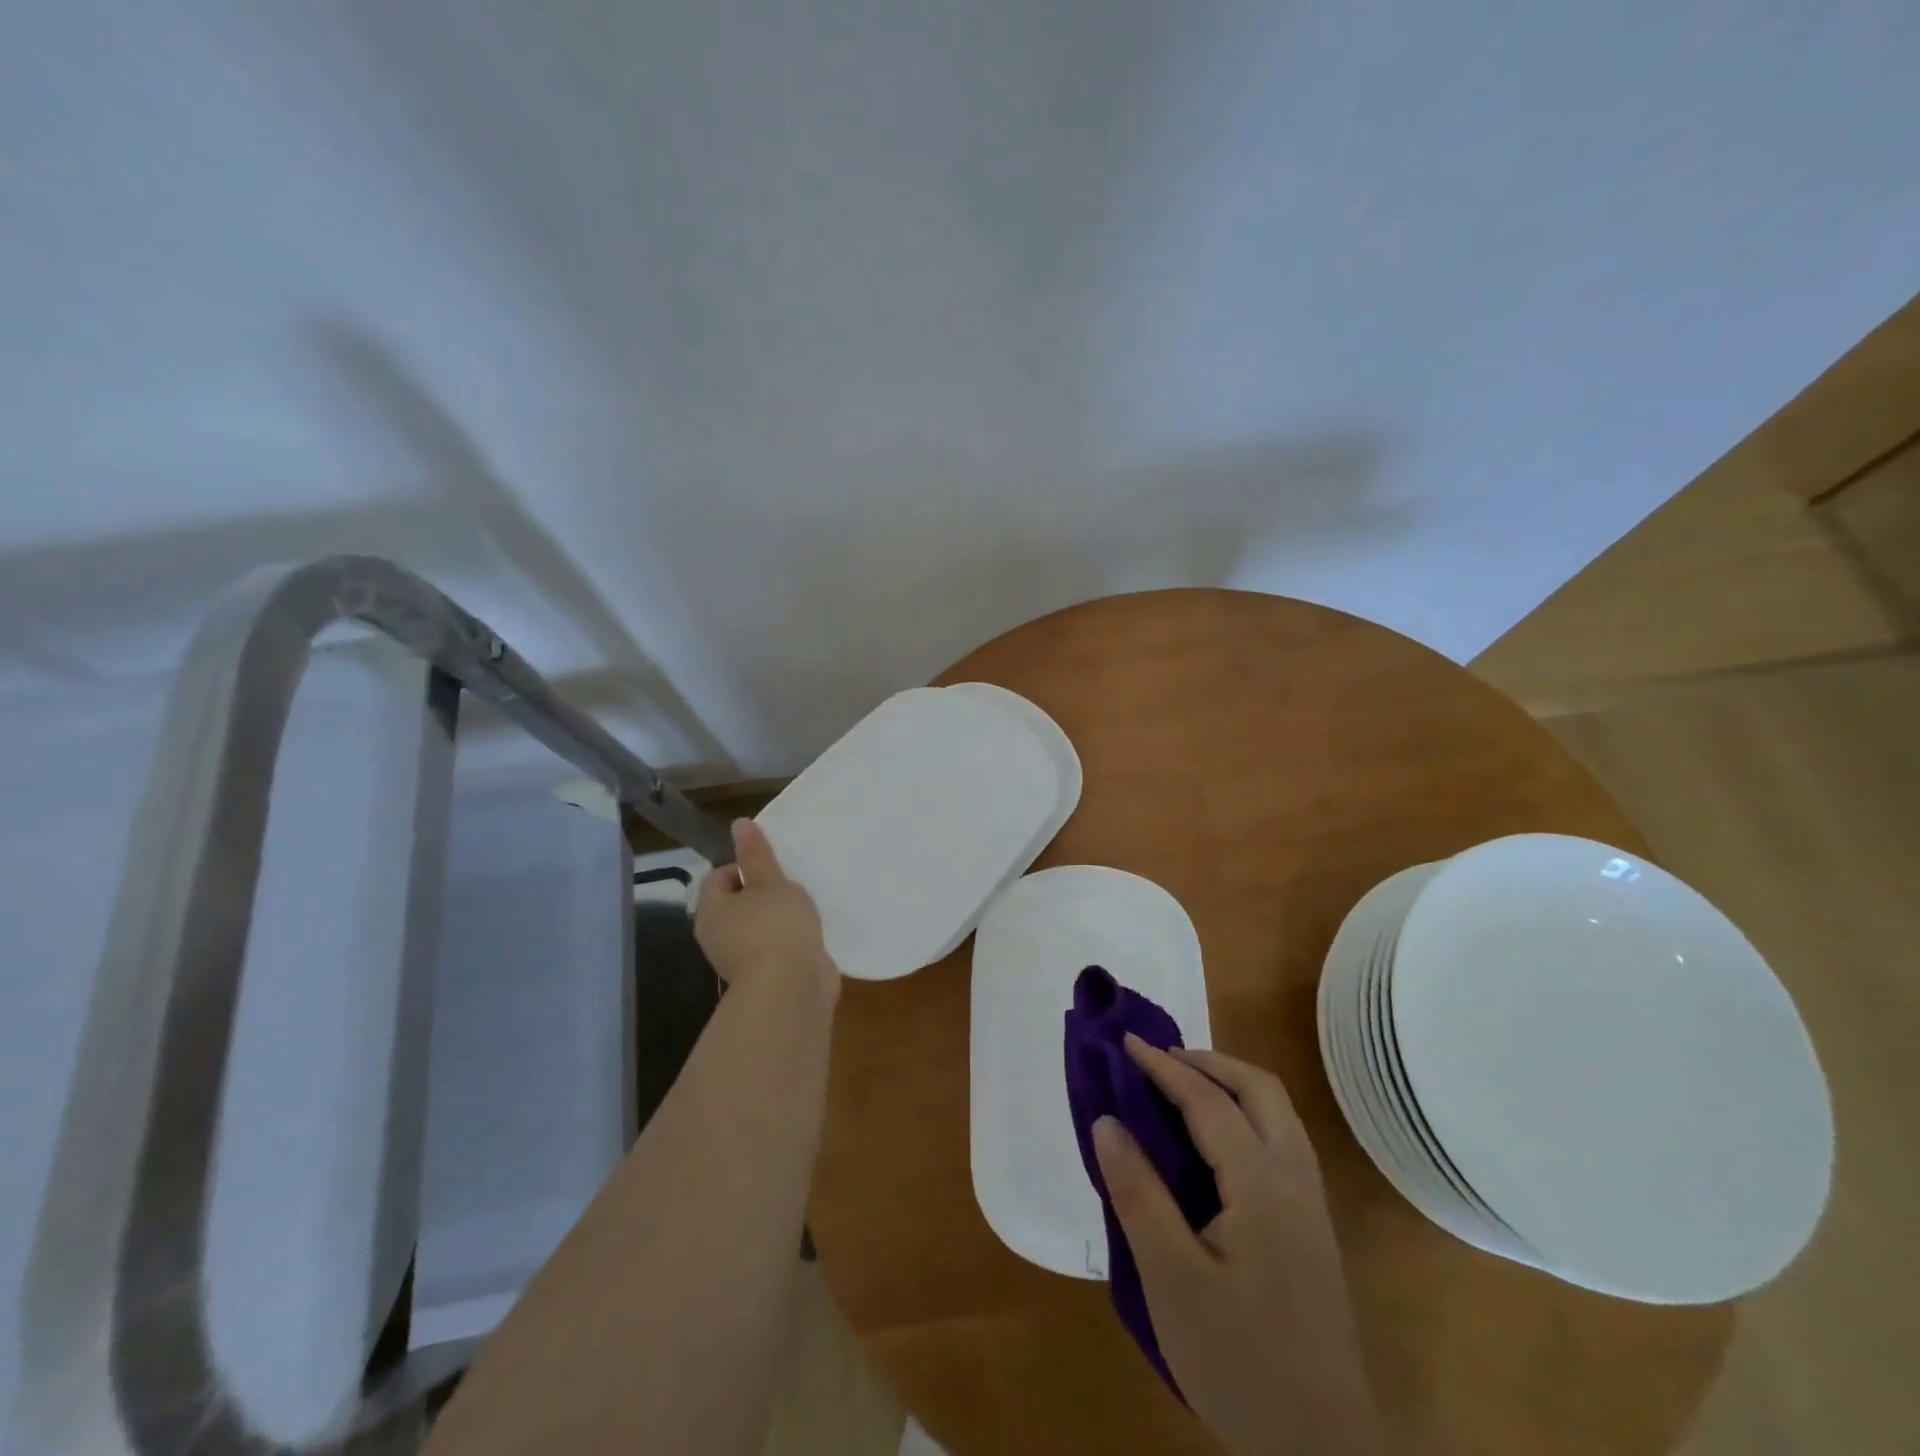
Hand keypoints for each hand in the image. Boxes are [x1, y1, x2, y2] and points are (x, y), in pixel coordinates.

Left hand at [694, 820, 838, 1000]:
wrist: (791, 988)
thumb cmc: (775, 927)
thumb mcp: (769, 881)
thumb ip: (756, 853)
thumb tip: (739, 823)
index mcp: (711, 911)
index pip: (718, 876)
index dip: (743, 865)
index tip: (772, 864)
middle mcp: (719, 936)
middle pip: (738, 902)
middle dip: (764, 890)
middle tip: (791, 880)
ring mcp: (742, 959)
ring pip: (758, 925)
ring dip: (779, 916)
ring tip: (805, 904)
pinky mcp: (767, 975)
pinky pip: (776, 947)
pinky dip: (790, 938)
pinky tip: (811, 931)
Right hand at [1093, 1040, 1383, 1455]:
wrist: (1322, 1452)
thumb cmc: (1238, 1361)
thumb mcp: (1170, 1280)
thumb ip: (1138, 1193)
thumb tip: (1106, 1121)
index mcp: (1261, 1184)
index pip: (1208, 1101)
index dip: (1164, 1067)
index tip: (1126, 1042)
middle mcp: (1295, 1178)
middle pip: (1260, 1089)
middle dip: (1209, 1061)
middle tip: (1160, 1060)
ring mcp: (1311, 1203)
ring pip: (1278, 1112)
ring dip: (1232, 1084)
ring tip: (1185, 1088)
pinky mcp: (1314, 1228)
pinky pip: (1283, 1140)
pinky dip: (1248, 1114)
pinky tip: (1219, 1142)